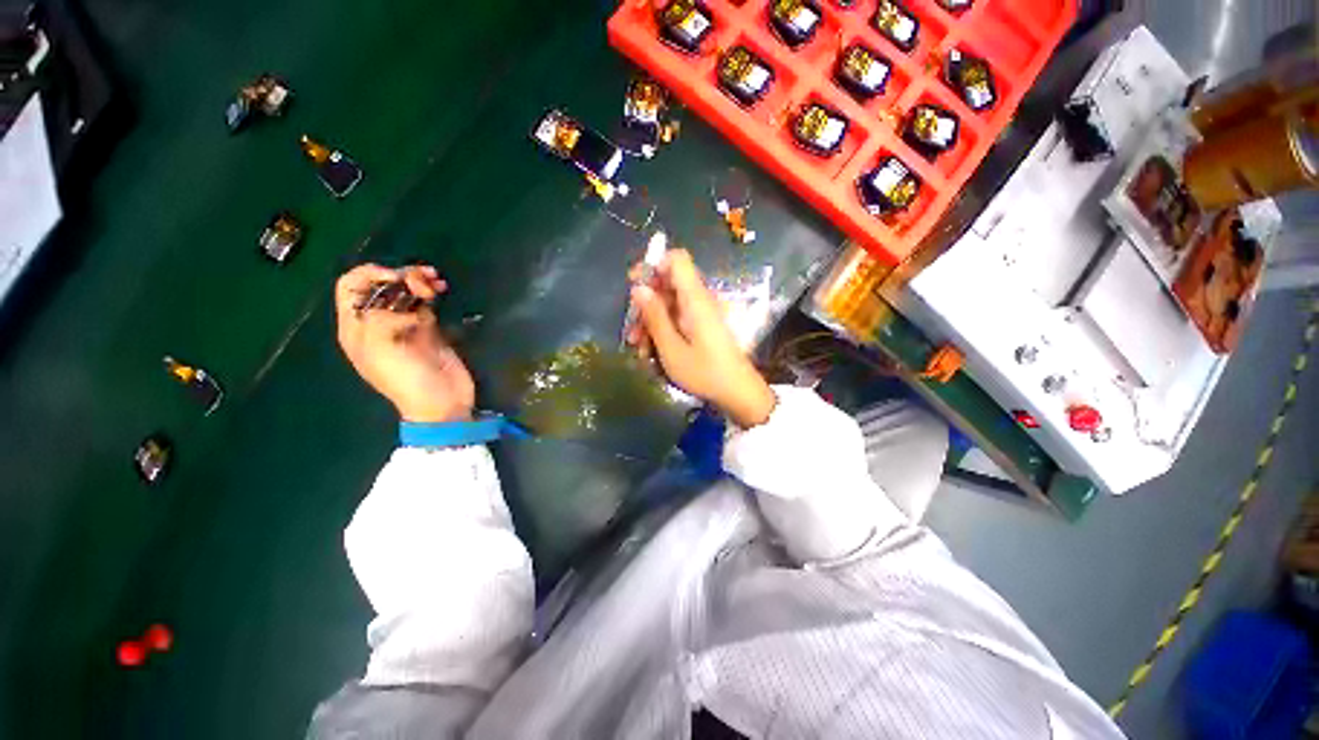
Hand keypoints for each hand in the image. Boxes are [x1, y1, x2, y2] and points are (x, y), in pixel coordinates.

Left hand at [335, 263, 474, 423]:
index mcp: (357, 328)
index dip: (370, 274)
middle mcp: (377, 323)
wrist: (441, 402)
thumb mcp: (380, 350)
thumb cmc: (406, 380)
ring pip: (405, 291)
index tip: (396, 277)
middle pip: (382, 285)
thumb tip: (406, 309)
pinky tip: (441, 289)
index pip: (351, 287)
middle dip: (401, 275)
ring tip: (437, 283)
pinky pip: (426, 303)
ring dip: (419, 281)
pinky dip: (432, 292)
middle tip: (425, 281)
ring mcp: (405, 326)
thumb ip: (379, 320)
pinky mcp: (428, 330)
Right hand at [626, 249, 775, 427]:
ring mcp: (701, 314)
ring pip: (669, 305)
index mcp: (695, 298)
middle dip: (646, 303)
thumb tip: (638, 288)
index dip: (654, 265)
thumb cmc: (704, 372)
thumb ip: (654, 316)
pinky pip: (678, 319)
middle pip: (668, 284)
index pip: (677, 260)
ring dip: (651, 322)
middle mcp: (699, 300)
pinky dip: (663, 330)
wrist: (737, 392)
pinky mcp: (702, 327)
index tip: (635, 285)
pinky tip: (651, 353)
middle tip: (632, 330)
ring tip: (639, 348)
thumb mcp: (672, 349)